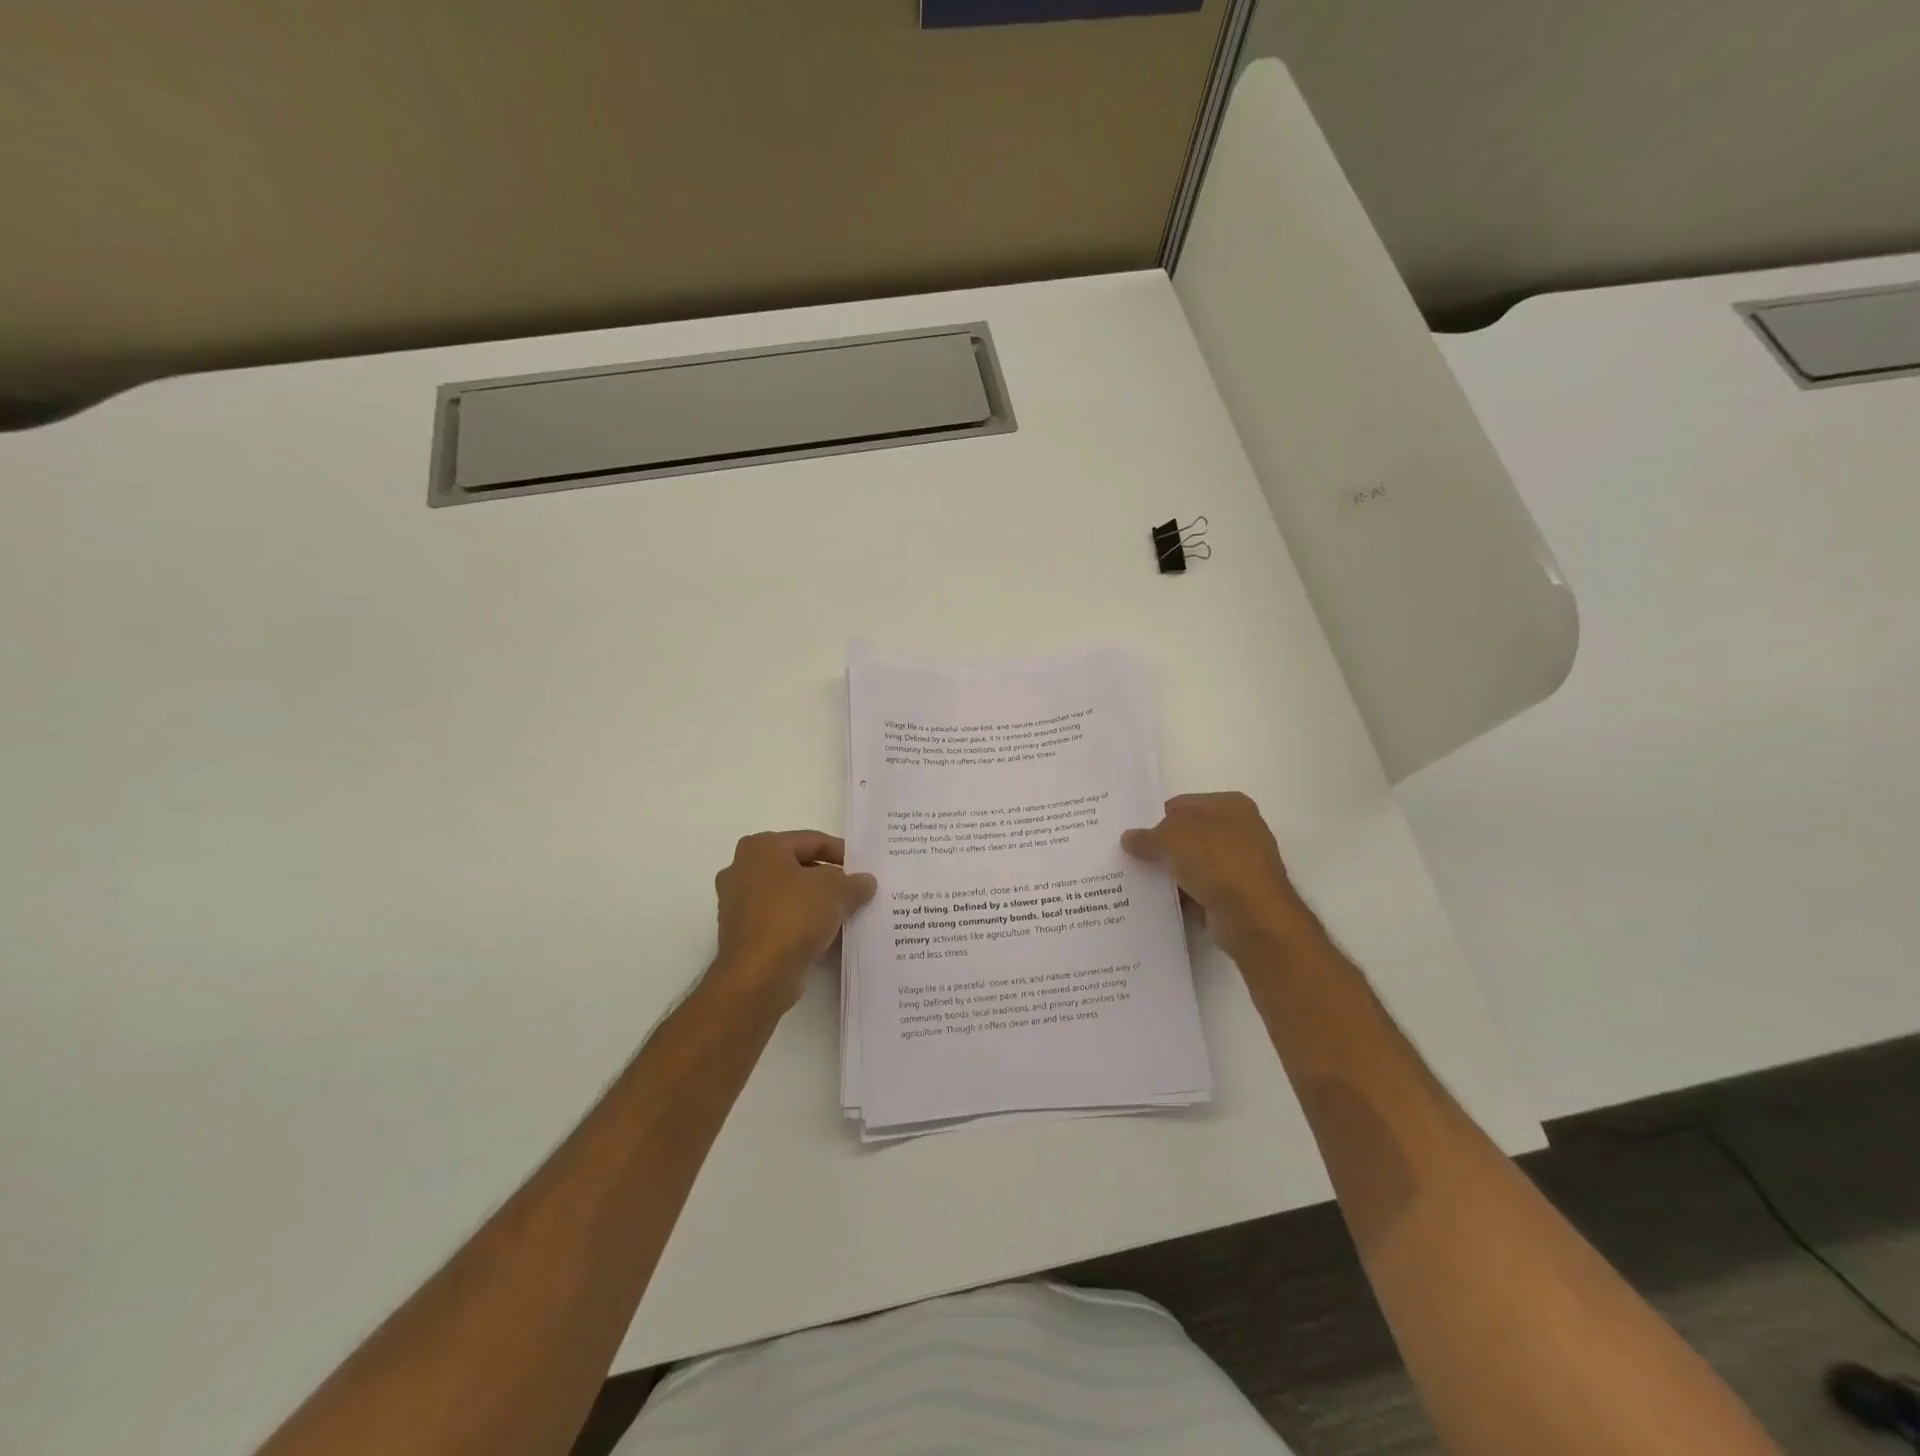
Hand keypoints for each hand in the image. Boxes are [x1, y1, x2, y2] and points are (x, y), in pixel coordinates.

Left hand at [710, 831, 876, 1010]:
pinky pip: (780, 920)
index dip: (841, 852)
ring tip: (846, 913)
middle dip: (827, 879)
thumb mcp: (836, 891)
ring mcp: (738, 904)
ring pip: (788, 896)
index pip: (811, 841)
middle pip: (797, 868)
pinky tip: (827, 935)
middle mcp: (742, 870)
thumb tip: (865, 881)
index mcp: (761, 847)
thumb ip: (854, 882)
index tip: (863, 866)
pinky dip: (801, 924)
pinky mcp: (741, 935)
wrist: (758, 975)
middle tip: (855, 889)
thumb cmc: (794, 916)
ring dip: (815, 903)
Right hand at [1121, 793, 1320, 962]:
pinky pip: (1199, 892)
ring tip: (1136, 881)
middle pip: (1188, 835)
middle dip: (1161, 847)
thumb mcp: (1172, 839)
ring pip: (1193, 865)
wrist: (1254, 917)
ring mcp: (1240, 866)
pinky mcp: (1236, 897)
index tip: (1132, 835)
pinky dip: (1181, 897)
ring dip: (1170, 874)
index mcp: (1231, 806)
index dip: (1155, 818)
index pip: (1182, 805)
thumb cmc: (1217, 862)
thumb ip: (1147, 837)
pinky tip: (1157, 903)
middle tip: (1130, 857)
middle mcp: (1240, 832)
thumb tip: (1129, 839)